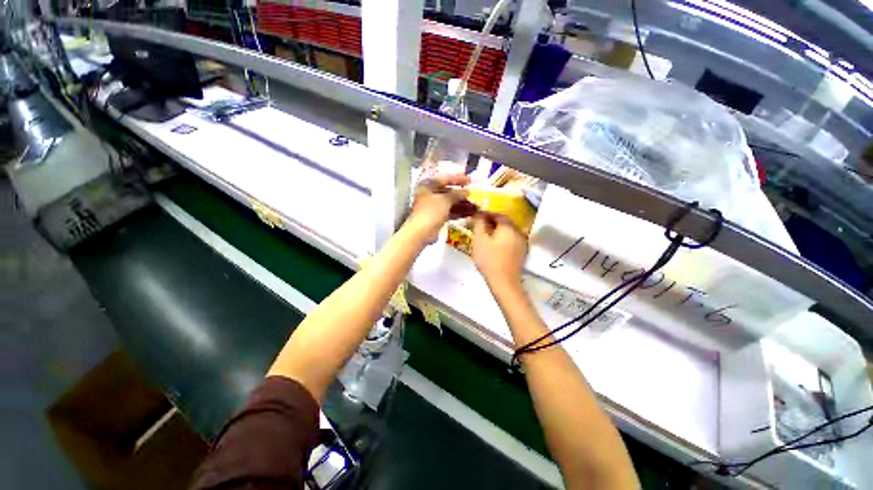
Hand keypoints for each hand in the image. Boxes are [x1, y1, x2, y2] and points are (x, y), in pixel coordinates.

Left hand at [406, 173, 474, 242]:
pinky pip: (449, 212)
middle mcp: (429, 194)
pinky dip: (458, 212)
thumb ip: (457, 194)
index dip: (458, 179)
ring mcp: (433, 206)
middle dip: (462, 195)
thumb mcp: (445, 200)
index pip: (445, 179)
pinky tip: (469, 214)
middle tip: (474, 196)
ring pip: (450, 203)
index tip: (470, 180)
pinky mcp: (436, 217)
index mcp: (428, 185)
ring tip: (476, 207)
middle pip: (448, 192)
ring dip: (462, 205)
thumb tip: (467, 191)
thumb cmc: (431, 211)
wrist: (421, 232)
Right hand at [471, 212, 527, 285]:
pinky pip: (510, 239)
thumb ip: (479, 223)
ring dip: (496, 230)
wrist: (503, 281)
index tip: (475, 217)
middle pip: (504, 222)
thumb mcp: (479, 239)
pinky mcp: (521, 251)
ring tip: (485, 236)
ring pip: (507, 231)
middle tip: (479, 226)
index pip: (496, 214)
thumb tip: (479, 213)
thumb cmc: (489, 259)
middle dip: (491, 222)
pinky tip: (494, 245)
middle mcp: (518, 231)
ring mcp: (521, 242)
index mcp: (508, 226)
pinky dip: (502, 238)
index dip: (485, 214)